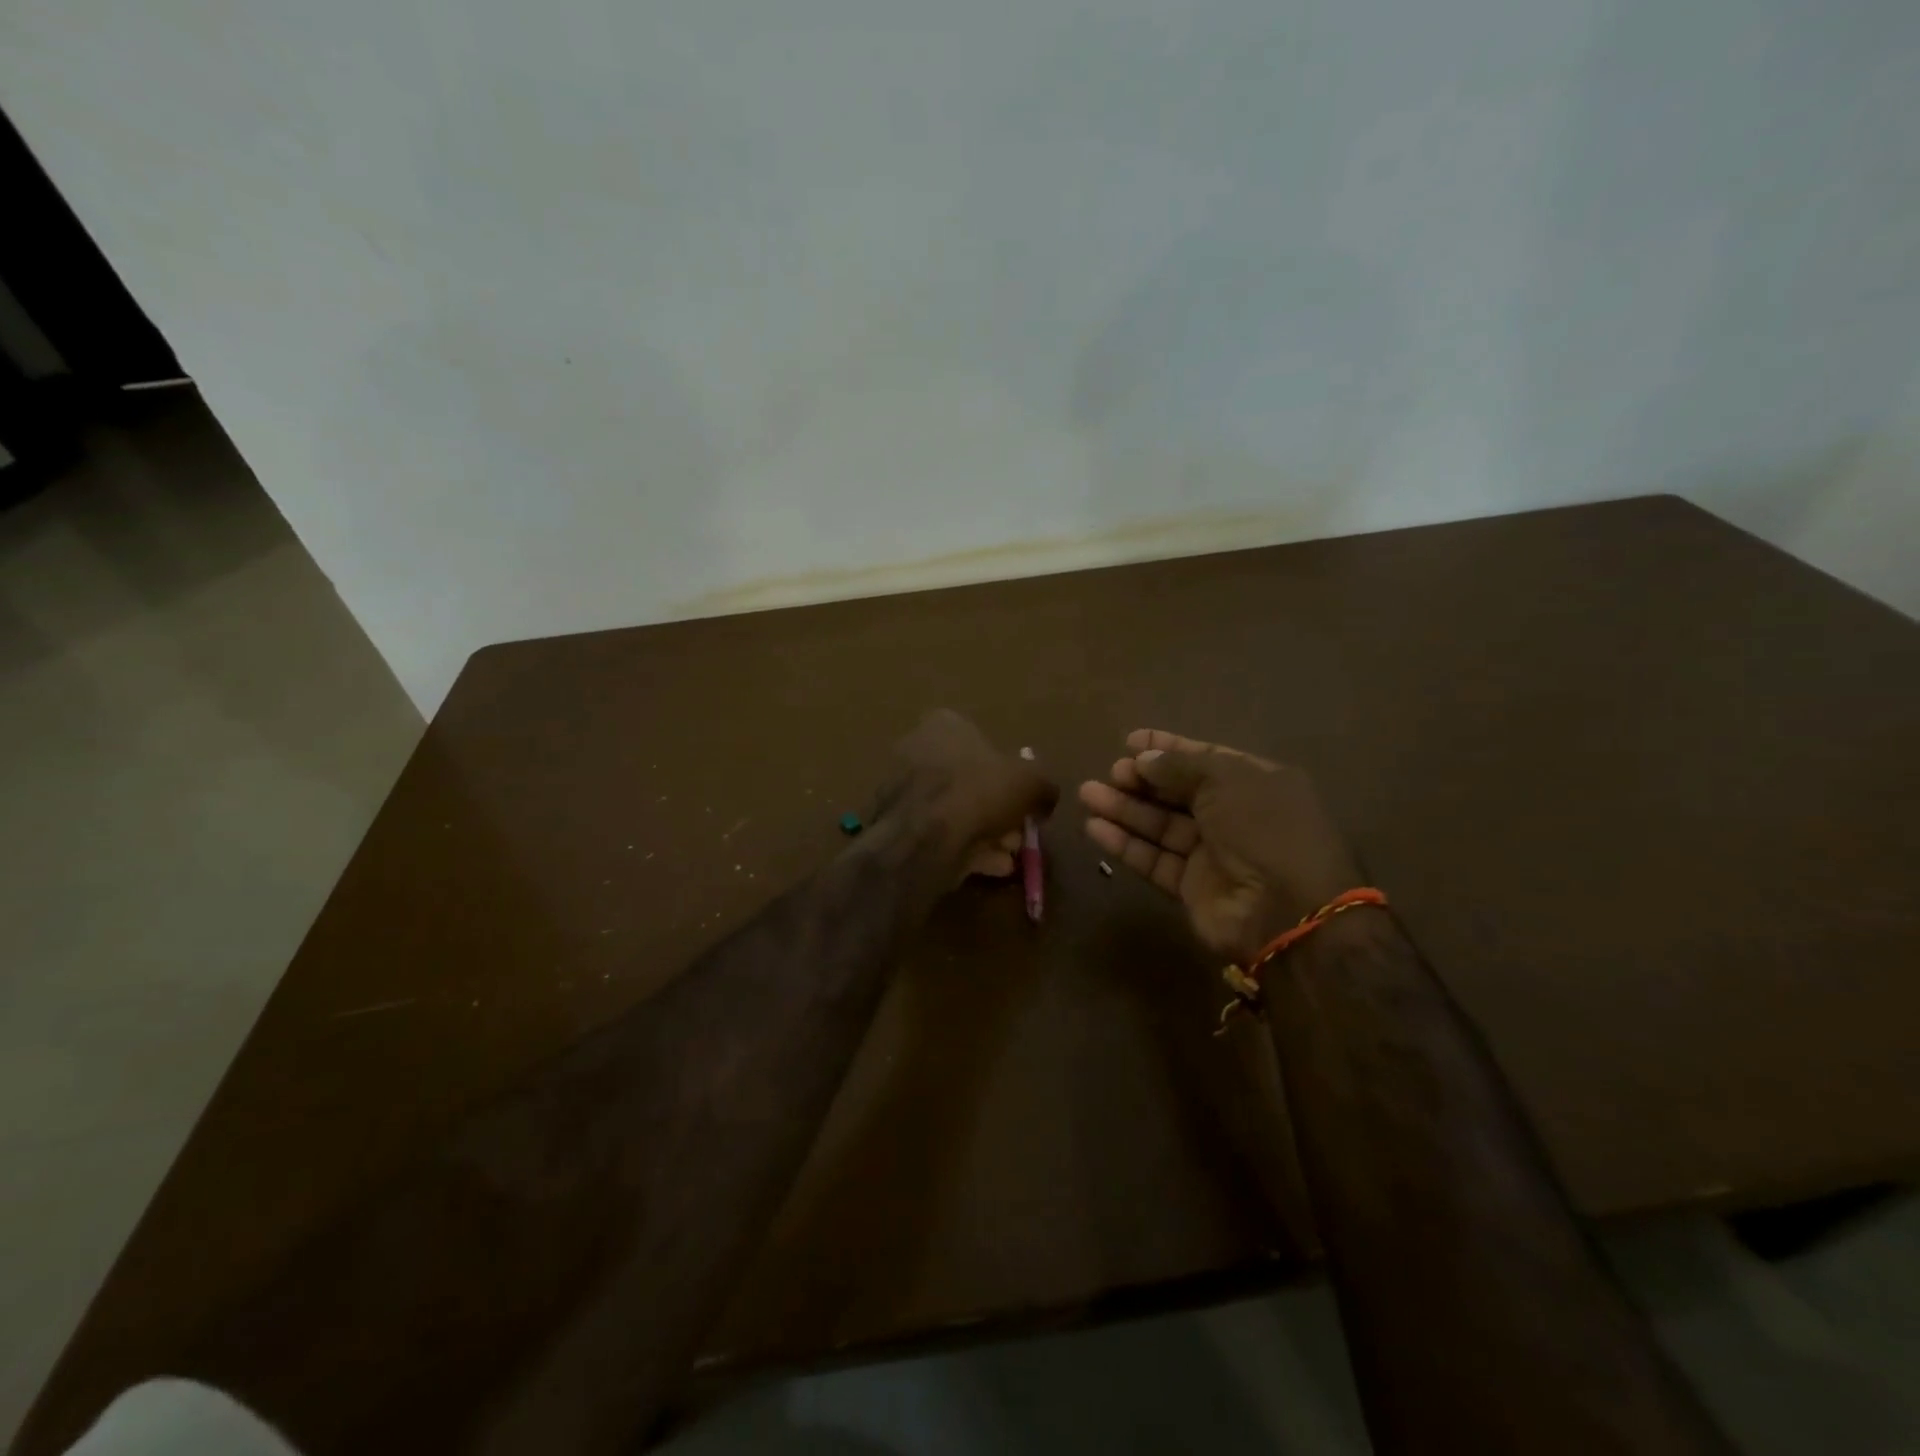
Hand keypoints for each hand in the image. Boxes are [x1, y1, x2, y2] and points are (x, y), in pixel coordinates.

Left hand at [878, 710, 1058, 882]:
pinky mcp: (897, 825)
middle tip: (1019, 834)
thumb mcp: (1030, 783)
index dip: (1011, 774)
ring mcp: (903, 789)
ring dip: (987, 833)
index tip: (1027, 801)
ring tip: (1008, 855)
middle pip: (971, 781)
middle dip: (999, 810)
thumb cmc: (978, 793)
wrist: (922, 839)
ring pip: (957, 810)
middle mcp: (918, 749)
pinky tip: (990, 867)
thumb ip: (1043, 786)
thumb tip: (1045, 798)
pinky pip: (940, 833)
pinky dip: (966, 848)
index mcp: (944, 725)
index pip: (985, 742)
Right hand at [1078, 729, 1363, 962]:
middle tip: (1111, 772)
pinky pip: (1154, 859)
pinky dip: (1126, 844)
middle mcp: (1234, 816)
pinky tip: (1095, 828)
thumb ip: (1180, 766)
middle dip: (1142, 780)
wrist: (1285, 911)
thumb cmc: (1262, 829)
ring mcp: (1213, 854)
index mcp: (1255, 784)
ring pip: (1161, 825)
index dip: (1167, 748)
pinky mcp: (1191, 887)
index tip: (1130, 741)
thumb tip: (1144, 759)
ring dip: (1125, 809)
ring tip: (1087, 794)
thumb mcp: (1226, 780)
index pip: (1205, 758)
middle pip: (1178, 792)